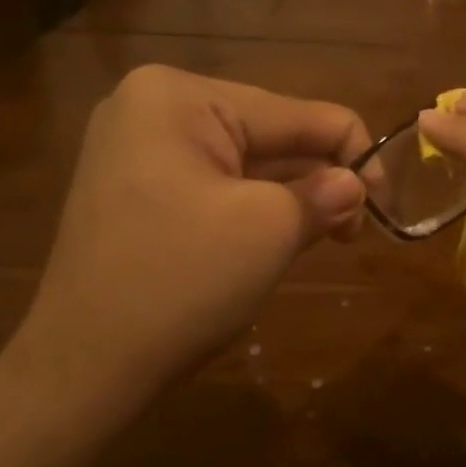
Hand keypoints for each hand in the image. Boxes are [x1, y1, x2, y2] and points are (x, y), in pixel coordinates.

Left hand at [19, 65, 370, 400]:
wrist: (81, 370)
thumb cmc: (179, 283)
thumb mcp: (269, 230)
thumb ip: (325, 193)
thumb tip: (356, 185)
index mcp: (179, 96)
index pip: (297, 112)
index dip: (354, 154)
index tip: (384, 207)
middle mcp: (152, 106)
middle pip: (270, 133)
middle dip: (317, 178)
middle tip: (353, 232)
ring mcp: (137, 147)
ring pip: (244, 162)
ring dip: (289, 196)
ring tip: (323, 237)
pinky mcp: (134, 186)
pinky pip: (213, 182)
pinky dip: (252, 207)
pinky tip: (279, 236)